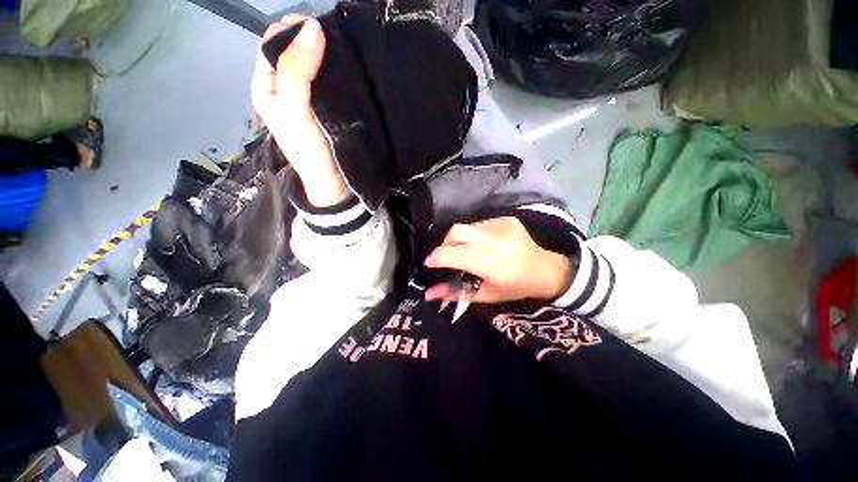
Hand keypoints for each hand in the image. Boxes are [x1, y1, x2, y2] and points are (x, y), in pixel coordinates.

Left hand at [252, 16, 348, 206]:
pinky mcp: (325, 107)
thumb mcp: (294, 109)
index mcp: (266, 84)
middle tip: (339, 42)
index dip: (293, 29)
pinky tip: (350, 71)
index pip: (273, 40)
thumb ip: (296, 70)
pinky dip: (337, 71)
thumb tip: (313, 27)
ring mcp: (306, 97)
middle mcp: (283, 86)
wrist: (332, 183)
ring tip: (347, 53)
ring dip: (327, 54)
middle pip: (293, 48)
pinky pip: (328, 80)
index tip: (323, 31)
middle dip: (312, 38)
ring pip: (312, 63)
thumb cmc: (309, 151)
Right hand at [424, 217, 573, 303]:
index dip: (435, 258)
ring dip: (460, 239)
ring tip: (468, 251)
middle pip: (455, 231)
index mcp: (487, 261)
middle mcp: (492, 239)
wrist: (546, 270)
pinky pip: (480, 224)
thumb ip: (455, 293)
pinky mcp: (505, 219)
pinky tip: (484, 244)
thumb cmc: (514, 287)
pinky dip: (474, 234)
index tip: (430, 264)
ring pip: (466, 226)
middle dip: (445, 243)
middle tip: (447, 256)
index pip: (451, 254)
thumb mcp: (485, 294)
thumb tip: (428, 294)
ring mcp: (500, 225)